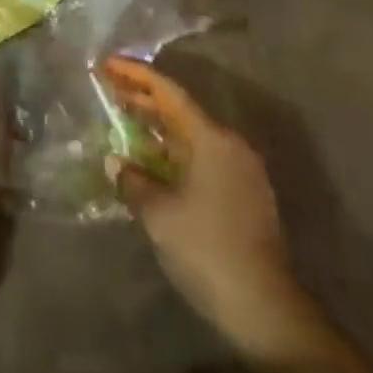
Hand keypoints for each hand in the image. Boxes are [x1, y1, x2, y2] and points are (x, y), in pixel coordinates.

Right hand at [100, 58, 318, 359]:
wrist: (264, 308)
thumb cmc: (207, 249)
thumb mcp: (159, 214)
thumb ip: (133, 181)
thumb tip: (116, 162)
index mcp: (211, 139)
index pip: (168, 93)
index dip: (136, 75)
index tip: (108, 64)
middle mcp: (229, 145)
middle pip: (180, 110)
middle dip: (143, 98)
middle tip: (109, 87)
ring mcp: (239, 171)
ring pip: (190, 135)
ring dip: (157, 127)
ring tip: (123, 119)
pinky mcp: (242, 195)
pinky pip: (200, 157)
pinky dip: (172, 152)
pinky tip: (151, 162)